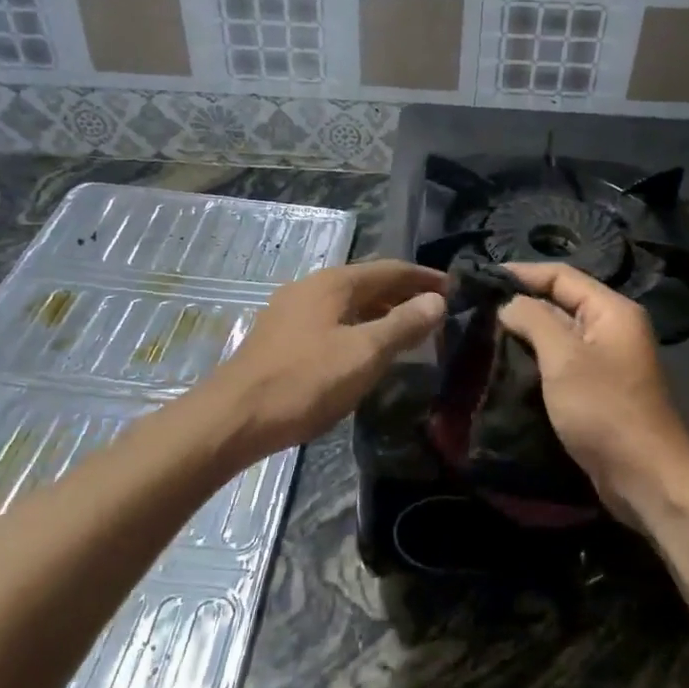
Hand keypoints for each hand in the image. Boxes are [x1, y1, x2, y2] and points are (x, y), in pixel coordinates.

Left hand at [209, 259, 445, 464]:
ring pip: (348, 304)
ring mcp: (291, 311)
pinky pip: (332, 321)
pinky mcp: (281, 337)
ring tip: (409, 331)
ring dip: (381, 312)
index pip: (390, 269)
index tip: (455, 289)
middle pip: (368, 283)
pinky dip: (359, 327)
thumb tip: (437, 301)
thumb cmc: (304, 382)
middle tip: (437, 312)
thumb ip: (402, 324)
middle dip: (404, 294)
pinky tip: (366, 351)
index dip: (424, 278)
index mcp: (333, 283)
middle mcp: (312, 287)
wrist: (233, 418)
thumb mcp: (363, 354)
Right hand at [496, 262, 688, 523]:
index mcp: (611, 310)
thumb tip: (507, 303)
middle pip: (560, 302)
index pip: (561, 275)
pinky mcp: (597, 389)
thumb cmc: (604, 409)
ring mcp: (606, 360)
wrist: (645, 477)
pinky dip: (536, 359)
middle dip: (520, 304)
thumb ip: (533, 320)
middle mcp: (612, 328)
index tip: (480, 279)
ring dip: (525, 333)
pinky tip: (506, 365)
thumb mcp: (564, 358)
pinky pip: (562, 362)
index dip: (522, 273)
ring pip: (558, 334)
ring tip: (483, 334)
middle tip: (476, 309)